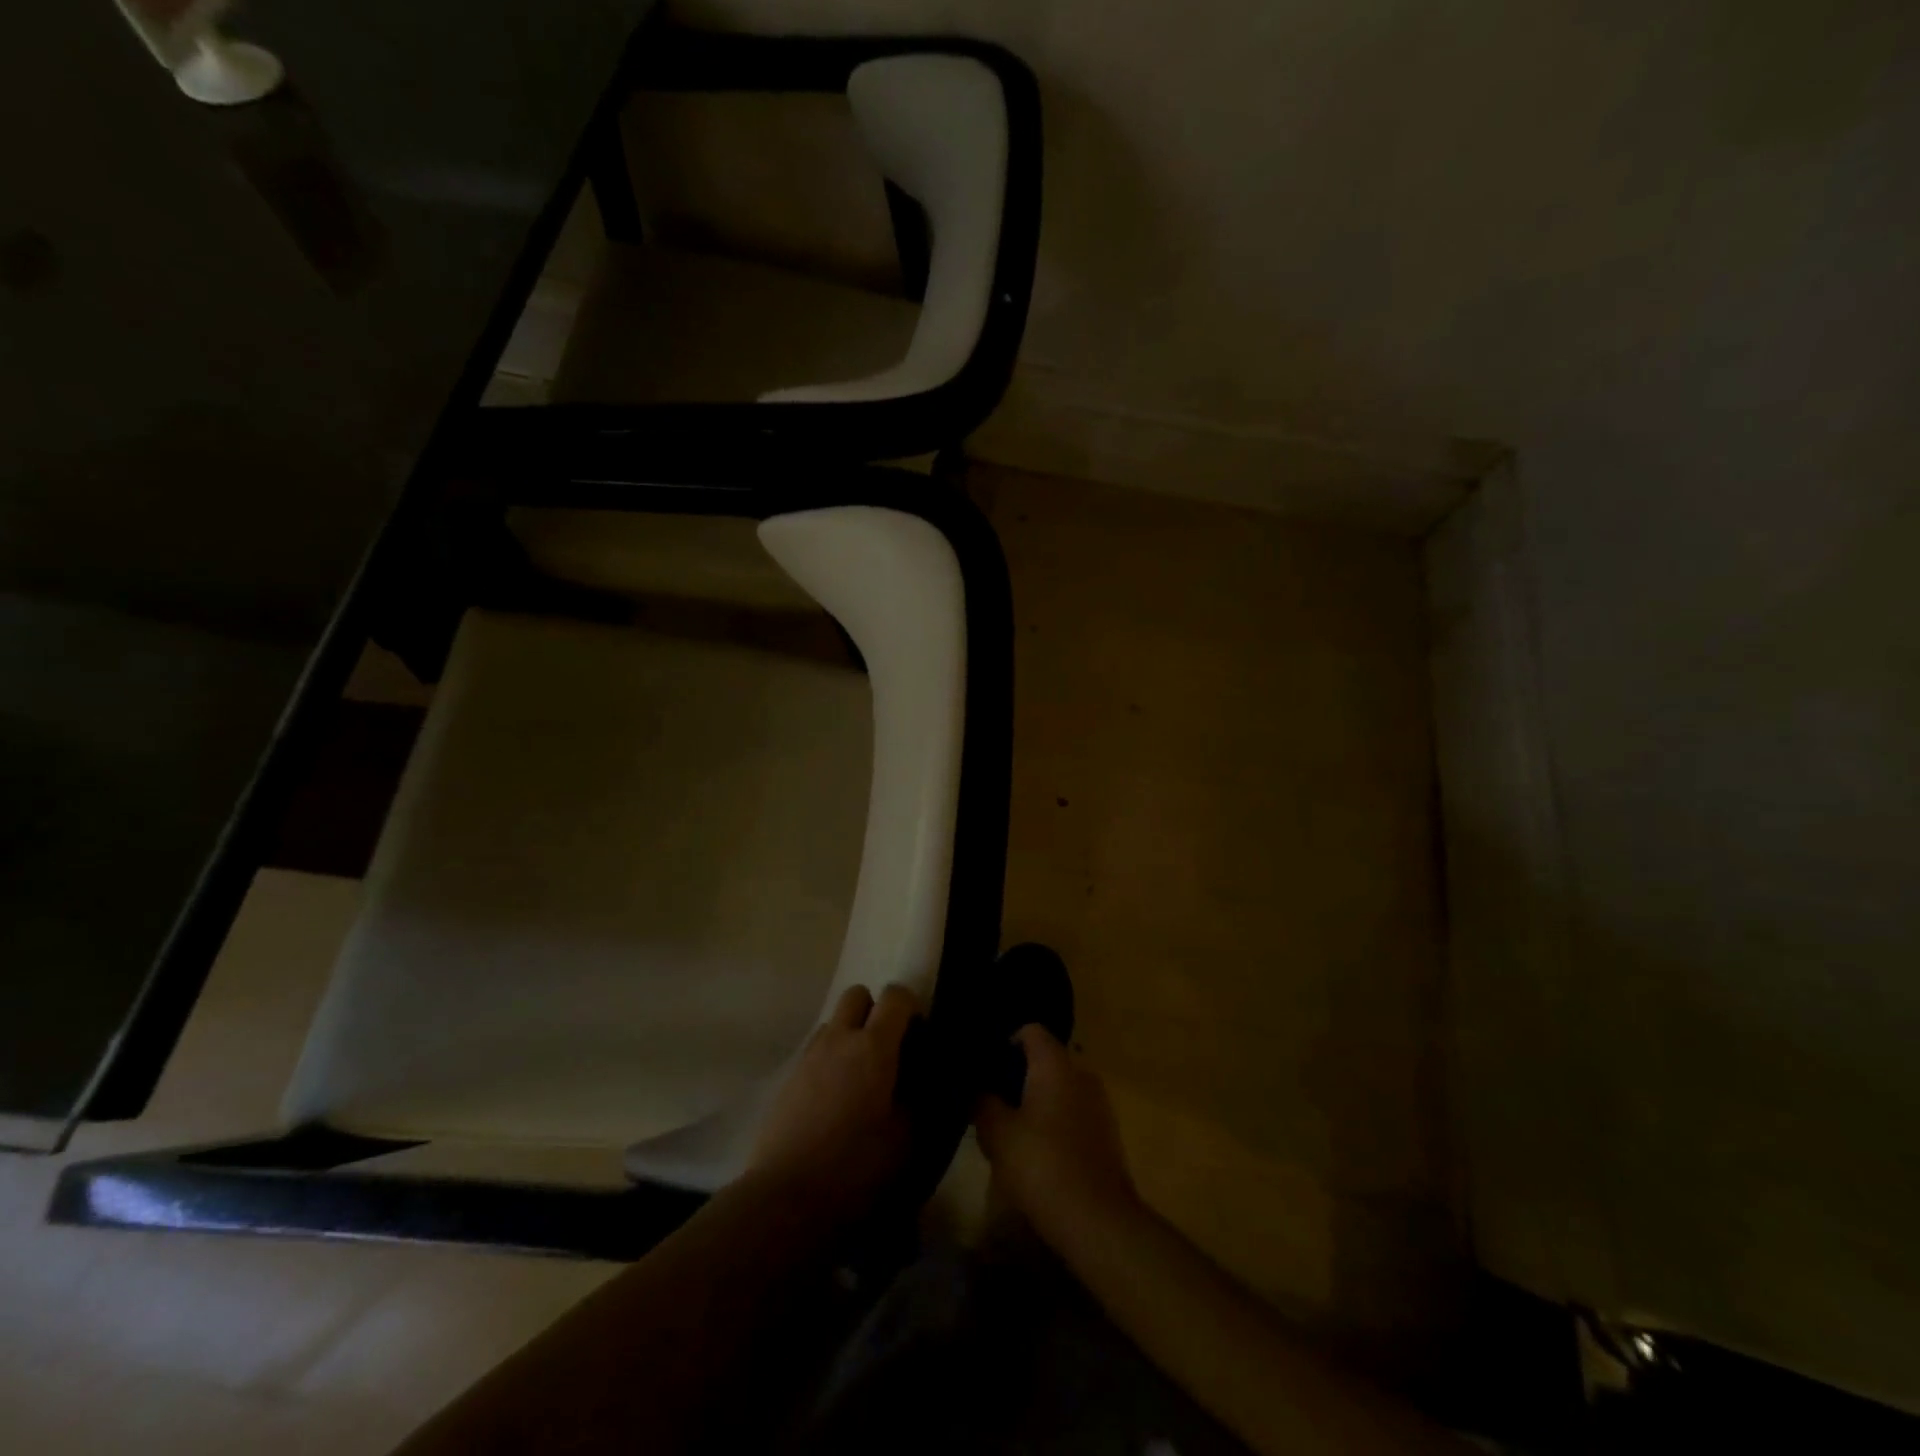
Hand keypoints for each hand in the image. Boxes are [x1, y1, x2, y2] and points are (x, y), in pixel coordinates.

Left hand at [748, 983, 920, 1226]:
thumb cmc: (856, 1166)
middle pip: (857, 994)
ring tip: (859, 1076)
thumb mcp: (906, 1138)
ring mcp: (809, 1056)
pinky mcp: (788, 1078)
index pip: (896, 996)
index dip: (911, 1006)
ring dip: (849, 1034)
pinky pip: (815, 1050)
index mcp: (874, 1046)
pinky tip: (834, 1098)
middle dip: (874, 1010)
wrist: (787, 1197)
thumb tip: (920, 1080)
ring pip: (833, 1022)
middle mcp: (839, 1038)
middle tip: (886, 1047)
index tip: (918, 1033)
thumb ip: (918, 1099)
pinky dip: (829, 1059)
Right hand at [974, 1025, 1139, 1245]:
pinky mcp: (1106, 1134)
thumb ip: (982, 1102)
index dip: (1004, 1044)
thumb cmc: (1042, 1165)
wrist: (1097, 1221)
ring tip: (1010, 1130)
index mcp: (1056, 1064)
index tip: (985, 1069)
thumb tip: (978, 1089)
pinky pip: (1072, 1113)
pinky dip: (1053, 1123)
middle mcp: (1081, 1074)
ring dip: (1035, 1102)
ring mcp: (1099, 1104)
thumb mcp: (996, 1133)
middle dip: (1017, 1076)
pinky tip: (1036, 1153)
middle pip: (1044, 1060)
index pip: (1030, 1031)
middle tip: (990, 1101)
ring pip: (1059, 1088)